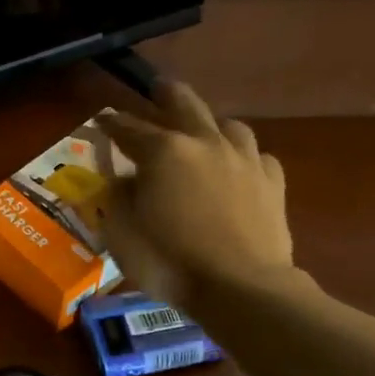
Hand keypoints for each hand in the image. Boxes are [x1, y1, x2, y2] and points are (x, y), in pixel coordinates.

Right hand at [98, 82, 299, 307]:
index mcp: (163, 152)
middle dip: (166, 95)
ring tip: (205, 128)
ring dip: (211, 122)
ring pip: (228, 125)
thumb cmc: (170, 262)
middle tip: (158, 88)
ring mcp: (244, 160)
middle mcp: (205, 143)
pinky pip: (258, 156)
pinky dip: (243, 157)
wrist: (241, 287)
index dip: (112, 123)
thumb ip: (118, 199)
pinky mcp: (272, 182)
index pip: (129, 129)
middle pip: (185, 105)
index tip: (102, 119)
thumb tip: (123, 181)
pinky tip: (239, 167)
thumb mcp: (122, 234)